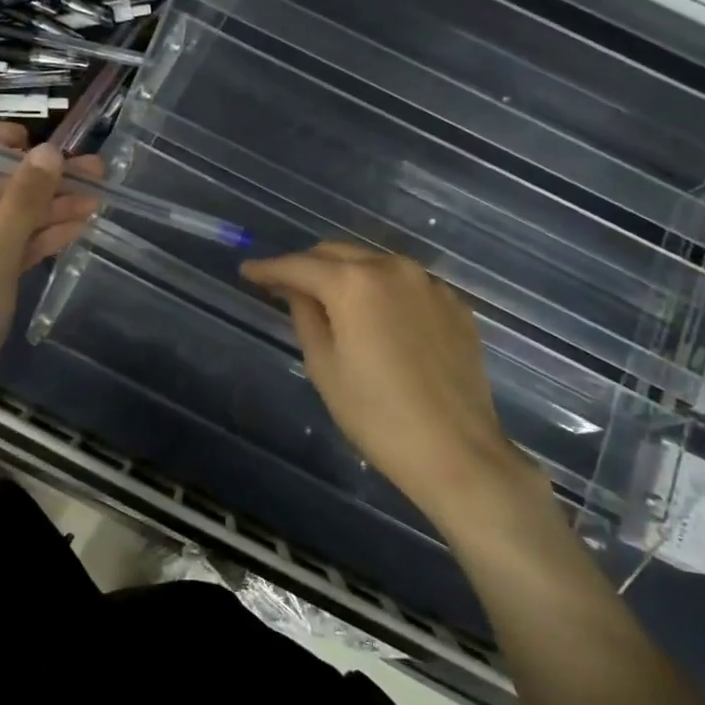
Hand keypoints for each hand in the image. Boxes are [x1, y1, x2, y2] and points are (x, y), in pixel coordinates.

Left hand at [0, 123, 101, 424]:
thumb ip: (23, 201)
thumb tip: (48, 151)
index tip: (30, 138)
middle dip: (39, 180)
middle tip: (94, 171)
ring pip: (8, 223)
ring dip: (49, 211)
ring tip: (99, 200)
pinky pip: (12, 253)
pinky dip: (41, 241)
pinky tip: (79, 230)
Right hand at [241, 243, 542, 528]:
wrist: (456, 450)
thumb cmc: (376, 415)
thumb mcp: (324, 366)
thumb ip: (305, 316)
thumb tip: (298, 291)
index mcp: (354, 282)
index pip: (299, 265)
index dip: (269, 268)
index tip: (248, 272)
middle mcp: (393, 268)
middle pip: (338, 254)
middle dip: (308, 265)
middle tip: (285, 286)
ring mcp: (429, 284)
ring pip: (375, 264)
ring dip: (347, 274)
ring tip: (331, 300)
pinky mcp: (454, 304)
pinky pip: (407, 285)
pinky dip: (383, 291)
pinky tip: (378, 318)